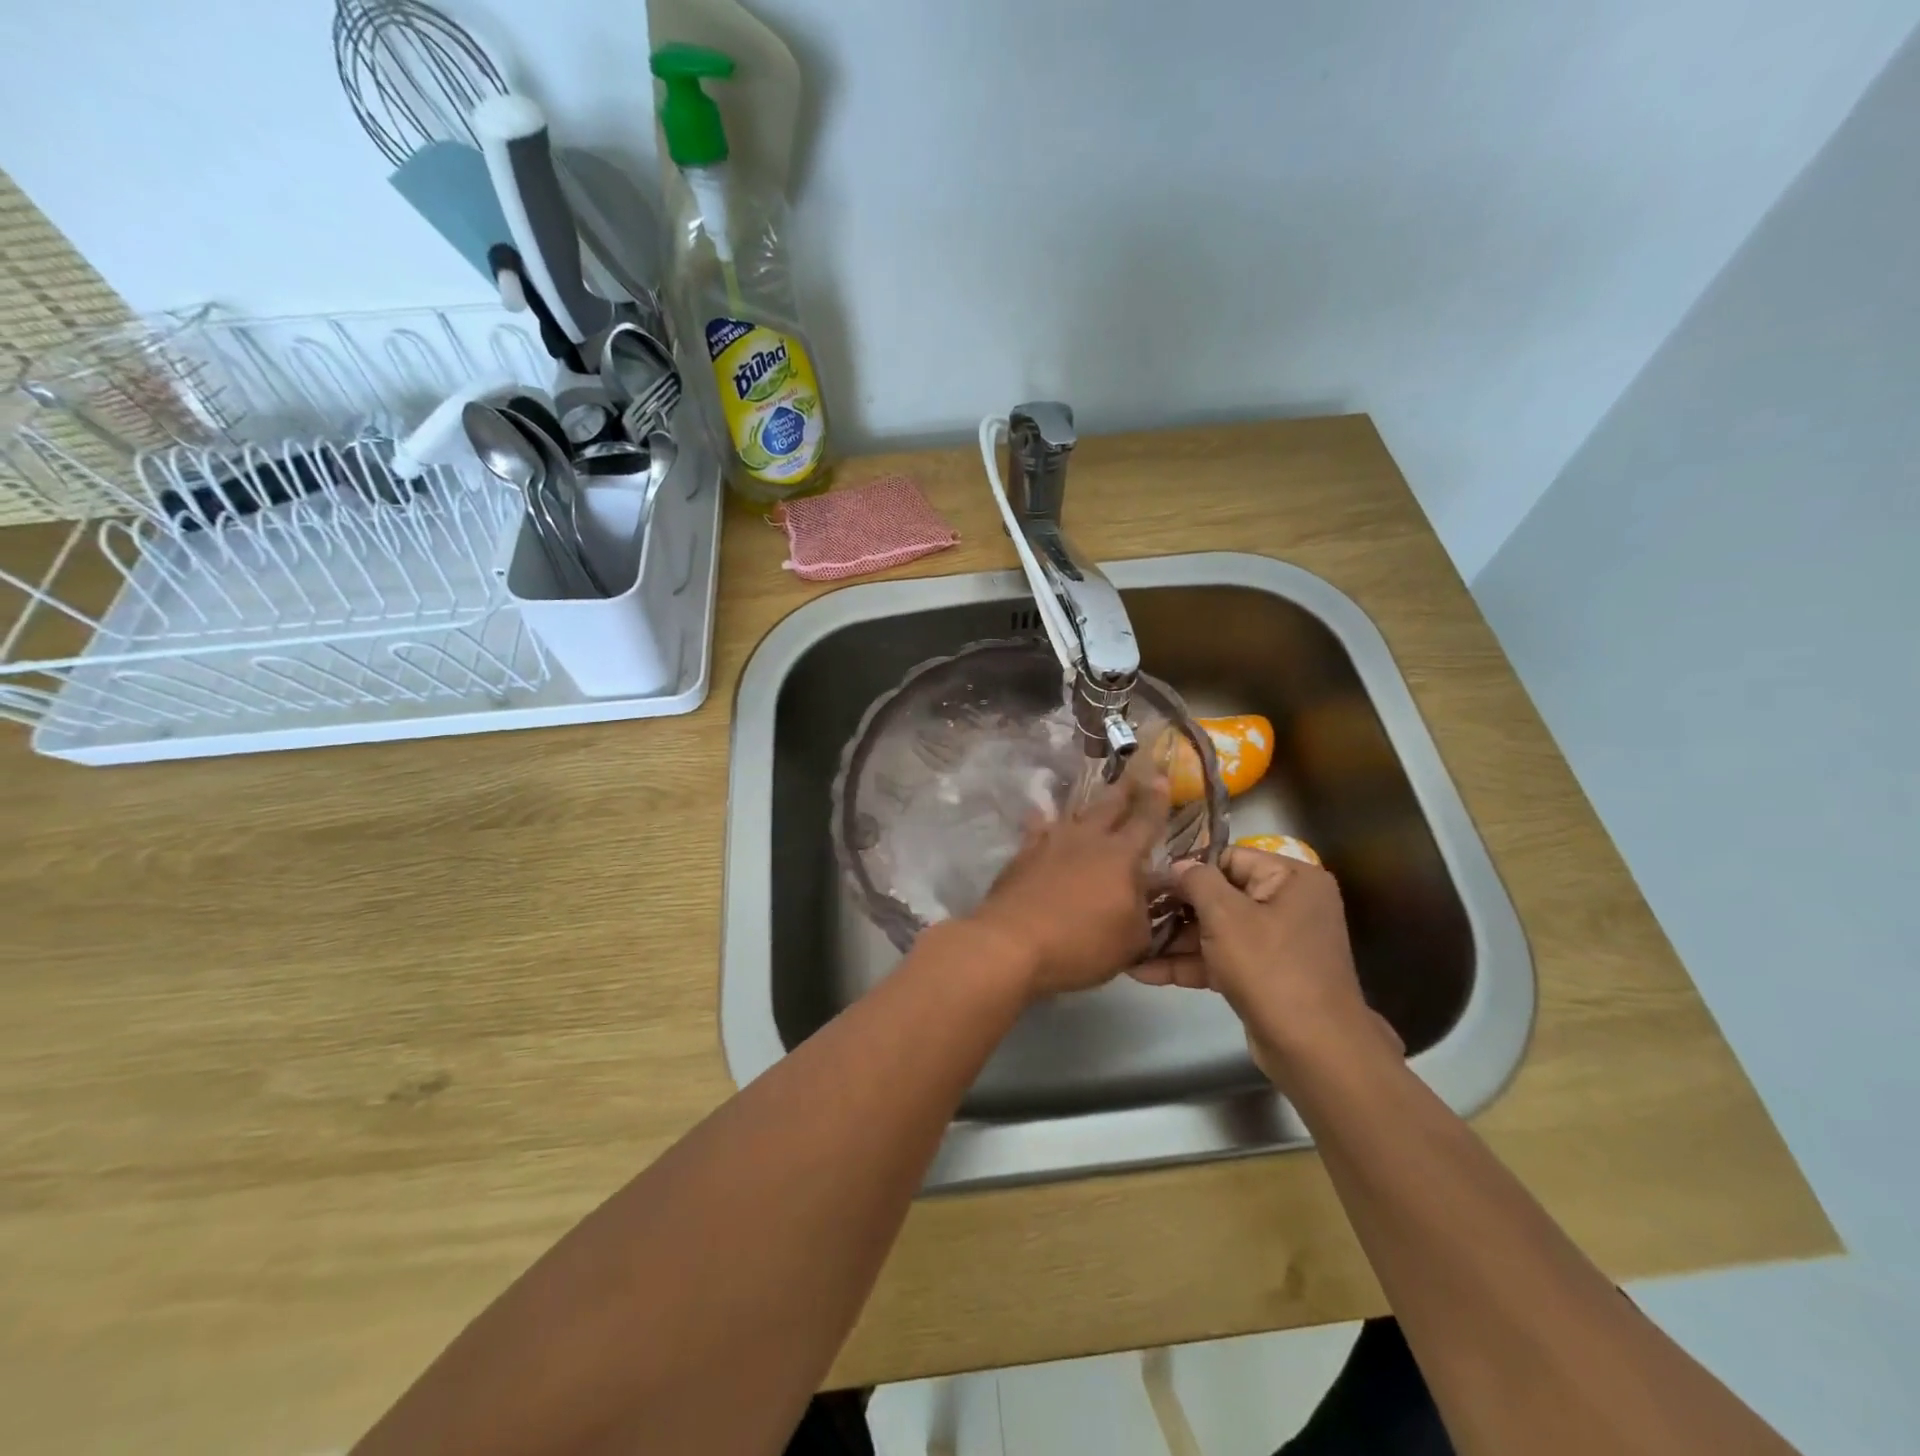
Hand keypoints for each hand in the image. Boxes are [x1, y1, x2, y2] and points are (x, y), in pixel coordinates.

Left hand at [964, 762, 1170, 999]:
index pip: (1146, 821)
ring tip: (1092, 798)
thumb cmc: (1081, 944)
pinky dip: (1043, 822)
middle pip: (1109, 806)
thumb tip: (1147, 891)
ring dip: (1087, 806)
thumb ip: (1144, 911)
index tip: (1161, 778)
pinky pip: (1038, 829)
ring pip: (1074, 814)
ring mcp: (1050, 842)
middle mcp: (1087, 839)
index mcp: (1121, 856)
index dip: (1156, 800)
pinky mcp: (1023, 853)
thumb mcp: (1131, 940)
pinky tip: (1041, 818)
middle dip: (1124, 790)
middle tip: (1133, 774)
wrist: (1012, 942)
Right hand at [1132, 847, 1398, 1082]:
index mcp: (1292, 879)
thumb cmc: (1271, 968)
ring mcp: (1276, 943)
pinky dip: (1188, 964)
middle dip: (1175, 909)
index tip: (1149, 878)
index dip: (1188, 868)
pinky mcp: (1263, 976)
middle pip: (1220, 896)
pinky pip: (1221, 959)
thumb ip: (1196, 881)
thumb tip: (1177, 865)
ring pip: (1216, 931)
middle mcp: (1288, 905)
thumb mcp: (1226, 915)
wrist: (1314, 1050)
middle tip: (1133, 912)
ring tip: (1128, 943)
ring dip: (1174, 940)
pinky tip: (1143, 972)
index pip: (1229, 858)